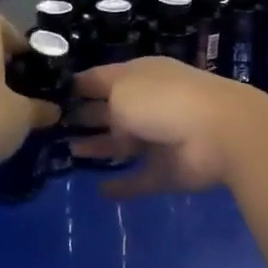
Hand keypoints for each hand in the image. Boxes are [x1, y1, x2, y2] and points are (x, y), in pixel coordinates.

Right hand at [70, 58, 267, 198]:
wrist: (221, 132)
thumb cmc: (164, 101)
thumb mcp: (122, 89)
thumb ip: (102, 102)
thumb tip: (96, 116)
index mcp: (139, 76)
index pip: (99, 78)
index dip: (74, 87)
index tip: (46, 97)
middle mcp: (149, 104)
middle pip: (110, 110)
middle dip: (84, 117)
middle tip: (51, 129)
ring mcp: (160, 138)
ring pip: (123, 144)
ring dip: (99, 147)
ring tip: (69, 154)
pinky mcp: (169, 170)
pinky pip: (140, 179)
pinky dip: (123, 186)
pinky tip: (100, 191)